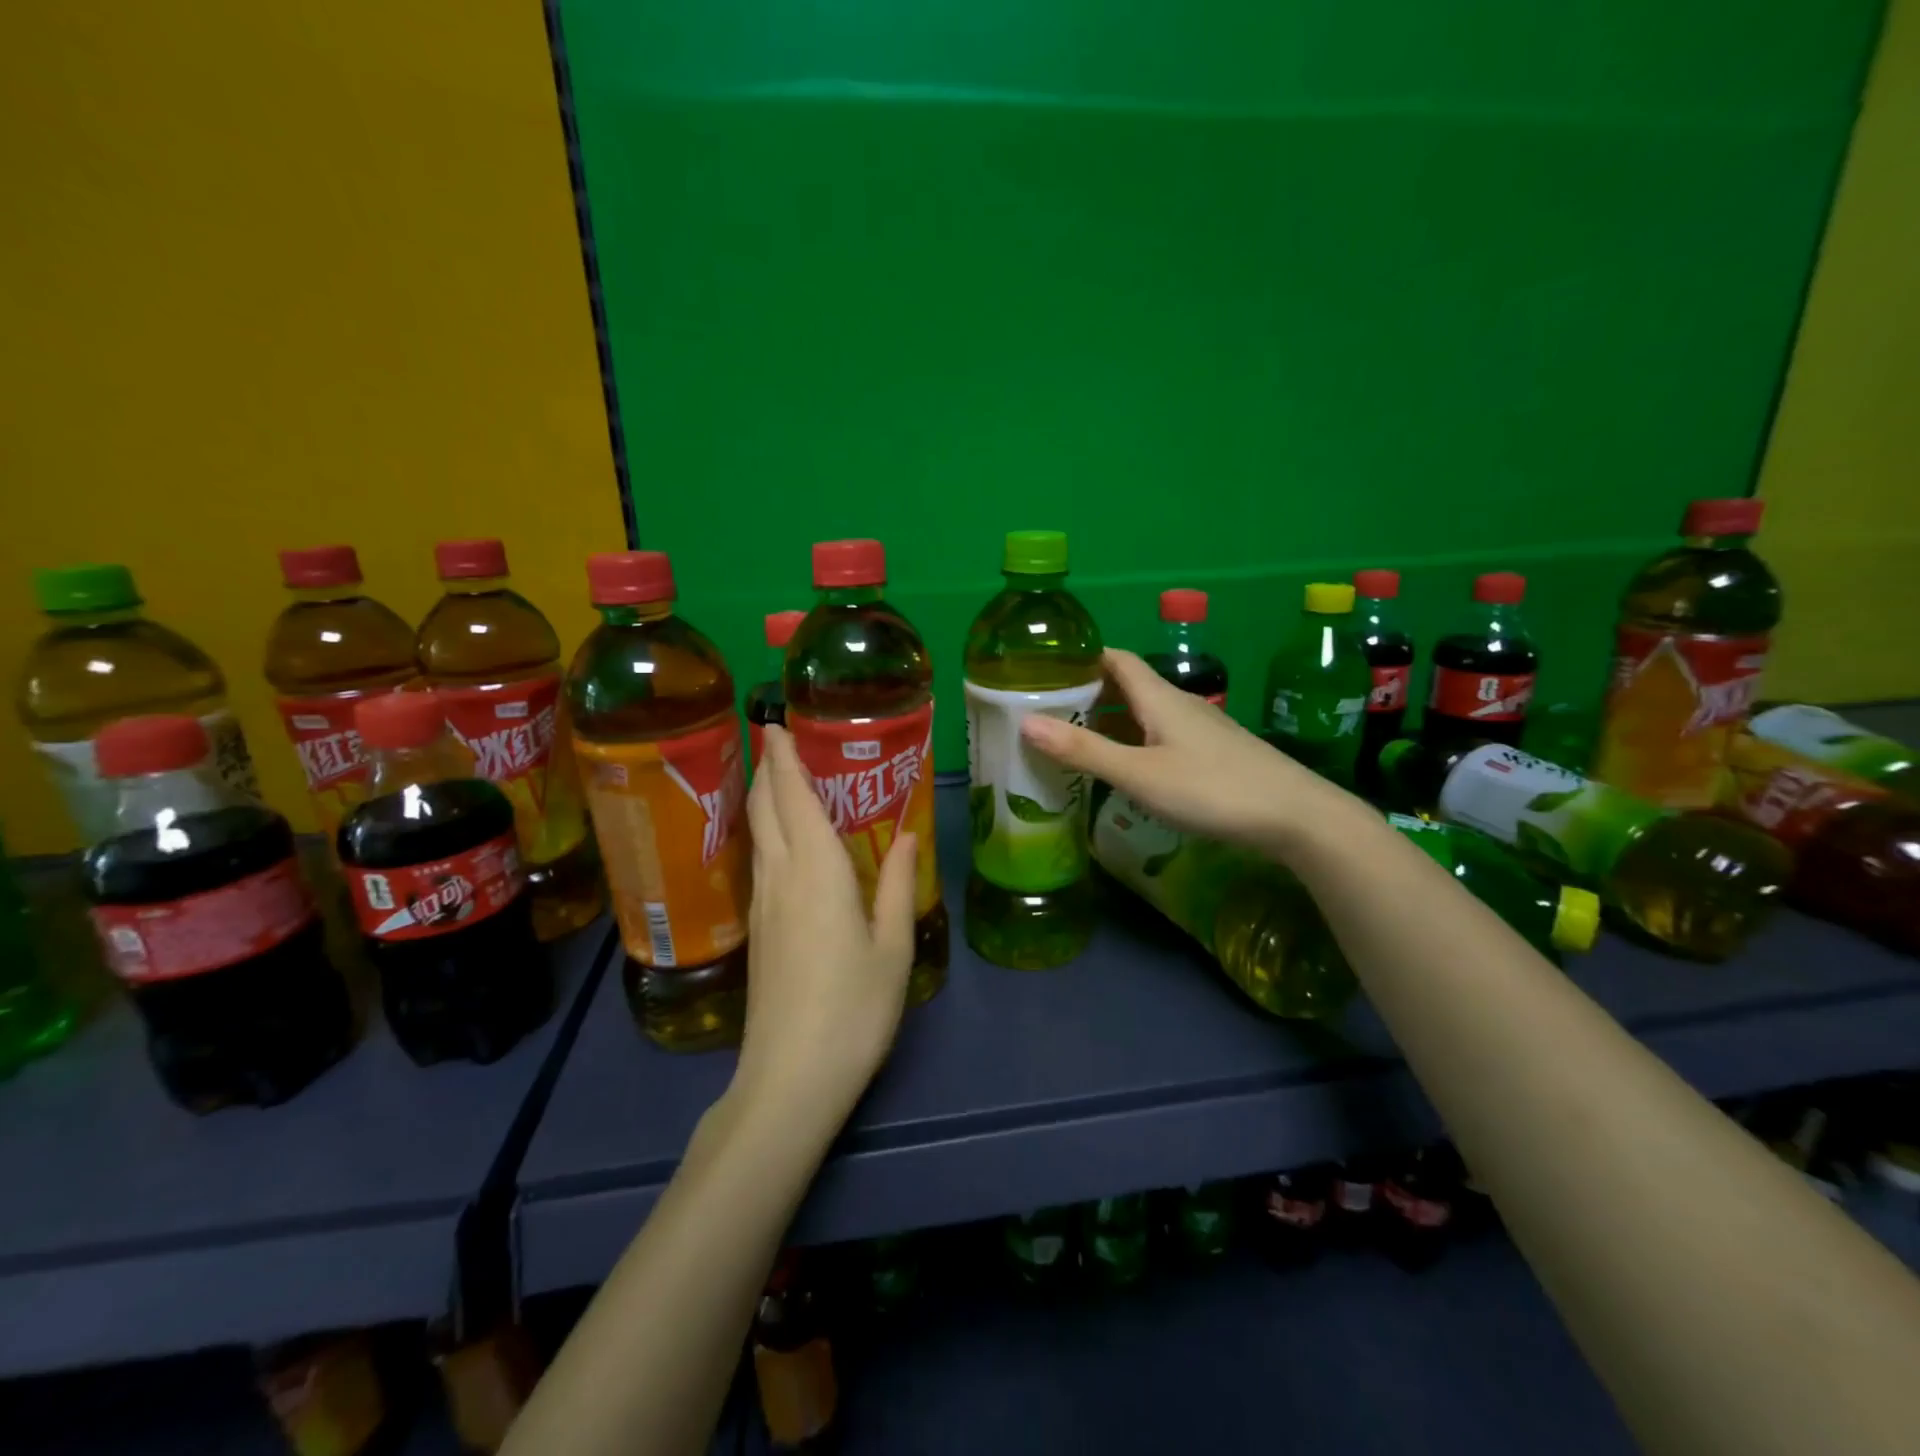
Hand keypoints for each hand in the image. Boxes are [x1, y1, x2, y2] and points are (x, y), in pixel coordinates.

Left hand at [733, 725, 917, 1123]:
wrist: (791, 1077)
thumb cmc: (854, 1008)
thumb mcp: (892, 945)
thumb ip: (895, 884)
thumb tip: (907, 835)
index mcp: (816, 871)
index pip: (792, 797)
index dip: (781, 758)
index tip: (774, 724)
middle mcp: (780, 877)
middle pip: (763, 809)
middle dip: (766, 770)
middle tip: (778, 743)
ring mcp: (761, 905)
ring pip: (756, 835)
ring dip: (763, 799)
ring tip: (782, 780)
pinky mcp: (756, 931)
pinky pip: (760, 861)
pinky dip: (767, 832)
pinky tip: (786, 841)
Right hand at [1022, 648, 1358, 858]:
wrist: (1296, 816)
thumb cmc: (1213, 789)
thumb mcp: (1140, 774)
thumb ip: (1085, 751)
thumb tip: (1025, 723)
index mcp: (1159, 697)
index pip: (1114, 658)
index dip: (1080, 658)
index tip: (1043, 670)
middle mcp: (1178, 704)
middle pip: (1126, 685)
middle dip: (1085, 694)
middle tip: (1045, 713)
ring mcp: (1199, 729)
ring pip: (1143, 713)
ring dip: (1108, 721)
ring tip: (1072, 741)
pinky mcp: (1211, 753)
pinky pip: (1159, 735)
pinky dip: (1131, 742)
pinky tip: (1122, 767)